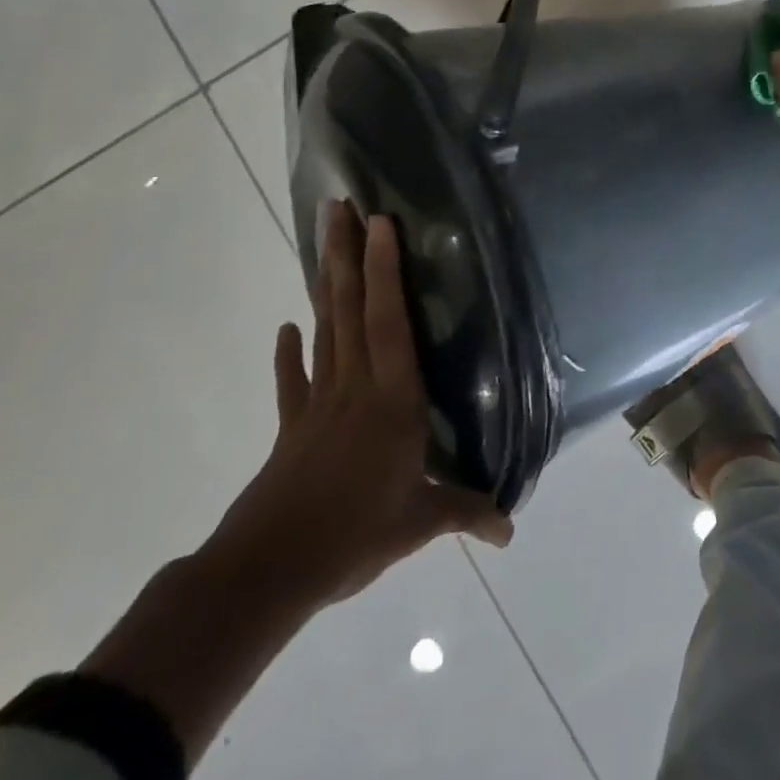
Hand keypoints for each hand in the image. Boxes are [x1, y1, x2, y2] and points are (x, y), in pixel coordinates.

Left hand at [206, 204, 512, 616]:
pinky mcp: (293, 426)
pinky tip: (287, 328)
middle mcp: (356, 387)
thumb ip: (466, 514)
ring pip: (326, 330)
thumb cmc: (353, 536)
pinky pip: (294, 381)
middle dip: (346, 255)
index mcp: (392, 400)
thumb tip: (512, 530)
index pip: (390, 323)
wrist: (268, 572)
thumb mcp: (419, 524)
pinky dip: (290, 353)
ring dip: (324, 283)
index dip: (385, 272)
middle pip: (350, 310)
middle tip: (339, 207)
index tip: (379, 224)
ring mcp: (320, 403)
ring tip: (324, 239)